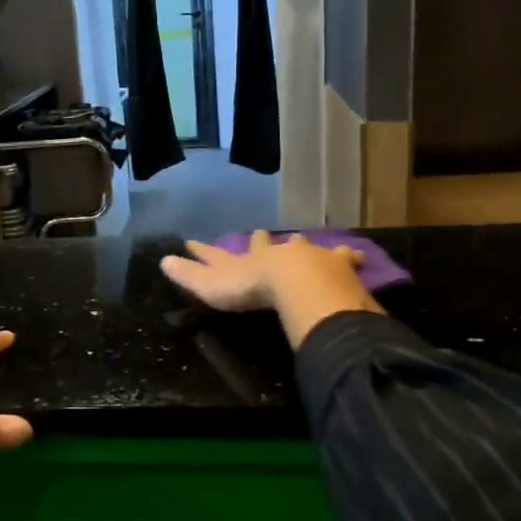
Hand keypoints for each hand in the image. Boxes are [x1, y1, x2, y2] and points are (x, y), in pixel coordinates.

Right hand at [161, 231, 382, 347]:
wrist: (295, 282)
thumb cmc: (250, 288)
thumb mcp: (211, 285)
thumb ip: (189, 275)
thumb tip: (162, 260)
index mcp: (245, 259)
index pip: (219, 253)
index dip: (204, 250)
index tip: (192, 241)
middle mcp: (274, 252)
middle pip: (265, 244)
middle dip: (261, 241)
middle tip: (260, 233)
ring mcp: (306, 255)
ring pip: (303, 246)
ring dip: (302, 245)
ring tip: (303, 239)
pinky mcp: (334, 264)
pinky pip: (343, 257)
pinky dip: (348, 256)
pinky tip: (358, 256)